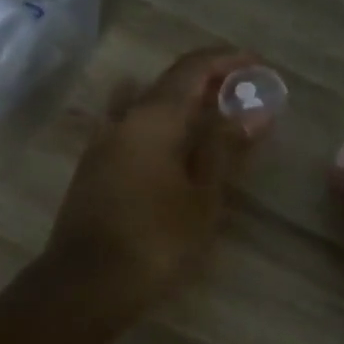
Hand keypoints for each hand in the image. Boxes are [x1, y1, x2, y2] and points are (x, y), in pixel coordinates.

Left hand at [43, 48, 266, 320]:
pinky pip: (130, 128)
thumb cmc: (156, 239)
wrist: (87, 283)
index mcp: (152, 117)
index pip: (191, 68)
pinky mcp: (92, 168)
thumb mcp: (203, 195)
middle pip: (166, 83)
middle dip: (205, 81)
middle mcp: (122, 119)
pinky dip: (157, 124)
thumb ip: (224, 147)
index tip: (256, 64)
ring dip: (178, 102)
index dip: (225, 60)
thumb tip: (252, 110)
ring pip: (144, 104)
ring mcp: (101, 142)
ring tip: (208, 116)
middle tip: (240, 93)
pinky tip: (171, 146)